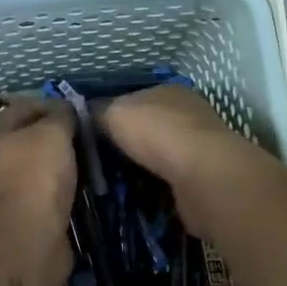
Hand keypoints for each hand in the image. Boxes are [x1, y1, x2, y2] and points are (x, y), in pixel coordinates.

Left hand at [0, 96, 77, 241]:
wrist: (29, 239)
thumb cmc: (36, 175)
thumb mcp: (53, 132)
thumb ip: (62, 114)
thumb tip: (67, 109)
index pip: (26, 105)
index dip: (54, 103)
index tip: (81, 110)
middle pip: (34, 136)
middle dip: (62, 134)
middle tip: (91, 134)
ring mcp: (11, 186)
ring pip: (45, 164)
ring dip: (67, 161)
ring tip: (94, 157)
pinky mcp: (27, 211)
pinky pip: (52, 189)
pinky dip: (68, 186)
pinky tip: (87, 183)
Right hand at [99, 85, 262, 236]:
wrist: (202, 176)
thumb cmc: (156, 132)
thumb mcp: (113, 112)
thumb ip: (97, 112)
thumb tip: (84, 115)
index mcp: (168, 90)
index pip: (134, 97)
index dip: (112, 113)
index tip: (91, 133)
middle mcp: (188, 114)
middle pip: (148, 126)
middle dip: (127, 142)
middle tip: (98, 161)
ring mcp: (199, 146)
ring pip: (159, 154)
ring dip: (141, 166)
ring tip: (112, 182)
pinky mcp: (202, 177)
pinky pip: (169, 179)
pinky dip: (154, 186)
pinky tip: (136, 195)